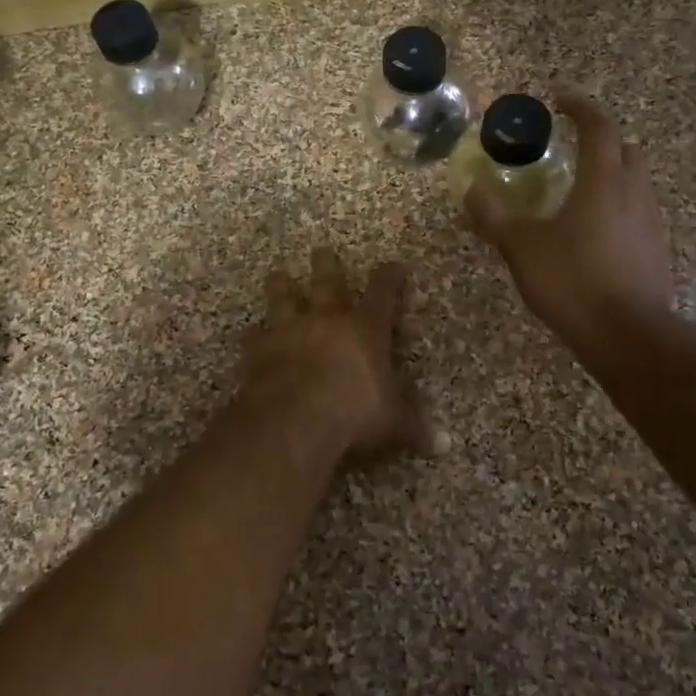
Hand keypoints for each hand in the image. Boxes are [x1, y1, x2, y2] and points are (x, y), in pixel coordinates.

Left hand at [246, 247, 431, 457]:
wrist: (293, 419)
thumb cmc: (353, 413)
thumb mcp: (393, 423)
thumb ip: (414, 427)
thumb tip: (445, 445)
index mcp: (365, 329)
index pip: (383, 293)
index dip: (390, 277)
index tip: (394, 265)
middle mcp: (326, 319)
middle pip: (327, 281)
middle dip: (327, 265)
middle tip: (321, 250)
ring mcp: (289, 330)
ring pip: (284, 297)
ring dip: (282, 286)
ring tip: (278, 274)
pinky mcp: (259, 350)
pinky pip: (254, 337)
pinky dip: (254, 336)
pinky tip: (251, 335)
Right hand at [464, 91, 676, 348]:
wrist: (628, 335)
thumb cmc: (572, 281)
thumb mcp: (521, 247)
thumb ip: (495, 215)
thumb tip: (472, 189)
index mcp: (604, 181)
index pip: (599, 127)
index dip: (580, 108)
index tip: (560, 98)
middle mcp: (634, 192)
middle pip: (624, 150)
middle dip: (600, 140)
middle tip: (570, 146)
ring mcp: (651, 222)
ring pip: (634, 182)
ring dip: (610, 174)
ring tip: (579, 189)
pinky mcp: (657, 250)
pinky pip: (637, 212)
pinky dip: (617, 206)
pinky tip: (594, 231)